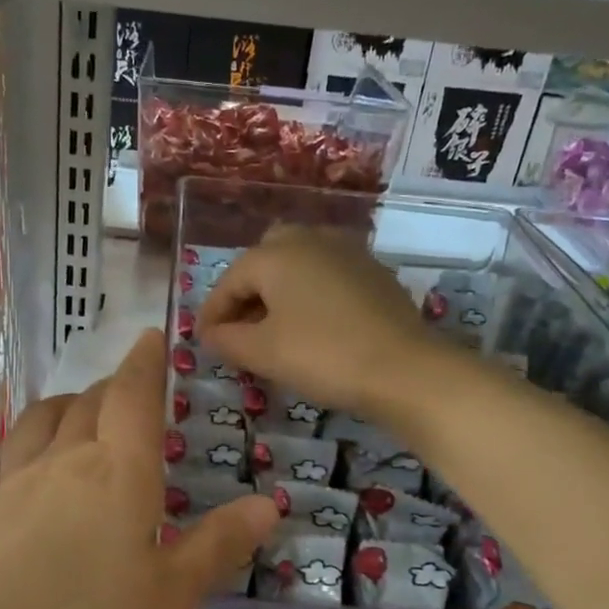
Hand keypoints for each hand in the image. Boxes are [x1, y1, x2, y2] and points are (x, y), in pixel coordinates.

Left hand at [0, 330, 278, 608]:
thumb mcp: (166, 595)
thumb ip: (216, 546)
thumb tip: (268, 504)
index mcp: (117, 471)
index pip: (133, 397)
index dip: (144, 364)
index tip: (150, 337)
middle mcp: (63, 461)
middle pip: (89, 402)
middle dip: (113, 387)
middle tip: (130, 391)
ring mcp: (14, 483)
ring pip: (44, 420)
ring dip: (69, 405)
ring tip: (80, 414)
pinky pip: (15, 457)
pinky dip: (37, 446)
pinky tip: (38, 481)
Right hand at [198, 224, 437, 421]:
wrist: (404, 368)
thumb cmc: (322, 355)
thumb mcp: (263, 352)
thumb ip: (226, 339)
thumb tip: (210, 333)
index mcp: (276, 254)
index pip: (230, 280)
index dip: (212, 312)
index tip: (204, 341)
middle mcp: (310, 240)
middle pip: (265, 260)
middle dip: (247, 292)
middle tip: (240, 329)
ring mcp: (347, 252)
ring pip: (299, 264)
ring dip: (279, 292)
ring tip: (274, 329)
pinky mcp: (374, 272)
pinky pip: (328, 276)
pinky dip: (310, 295)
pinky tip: (314, 326)